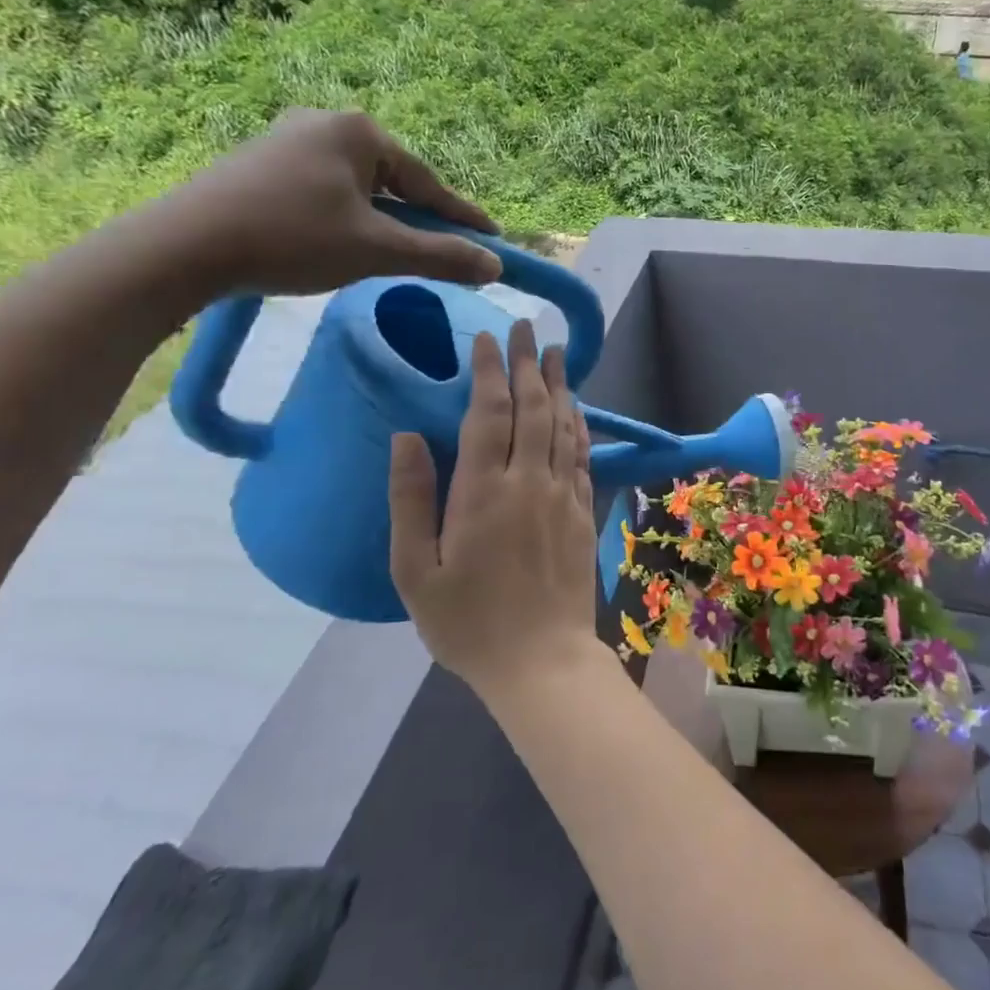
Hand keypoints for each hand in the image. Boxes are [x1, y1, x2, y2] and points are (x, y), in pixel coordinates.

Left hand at [154, 108, 501, 296]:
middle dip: (421, 218)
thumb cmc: (293, 239)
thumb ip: (441, 256)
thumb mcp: (377, 251)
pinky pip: (327, 190)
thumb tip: (495, 266)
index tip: (494, 240)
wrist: (184, 247)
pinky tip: (345, 241)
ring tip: (397, 251)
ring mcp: (288, 139)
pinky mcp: (261, 163)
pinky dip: (349, 217)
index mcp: (359, 131)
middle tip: (446, 250)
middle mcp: (325, 122)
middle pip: (394, 181)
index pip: (428, 183)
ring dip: (384, 220)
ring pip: (359, 187)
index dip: (463, 217)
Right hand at [389, 320, 599, 692]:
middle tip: (526, 327)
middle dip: (528, 363)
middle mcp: (529, 481)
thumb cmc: (468, 623)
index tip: (488, 337)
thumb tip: (406, 437)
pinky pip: (581, 456)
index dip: (489, 370)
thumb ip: (410, 500)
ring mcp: (563, 496)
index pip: (489, 412)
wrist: (541, 661)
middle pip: (533, 408)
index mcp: (483, 491)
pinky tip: (576, 409)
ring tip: (556, 353)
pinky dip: (578, 425)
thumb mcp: (416, 571)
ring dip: (559, 385)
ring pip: (563, 425)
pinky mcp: (583, 513)